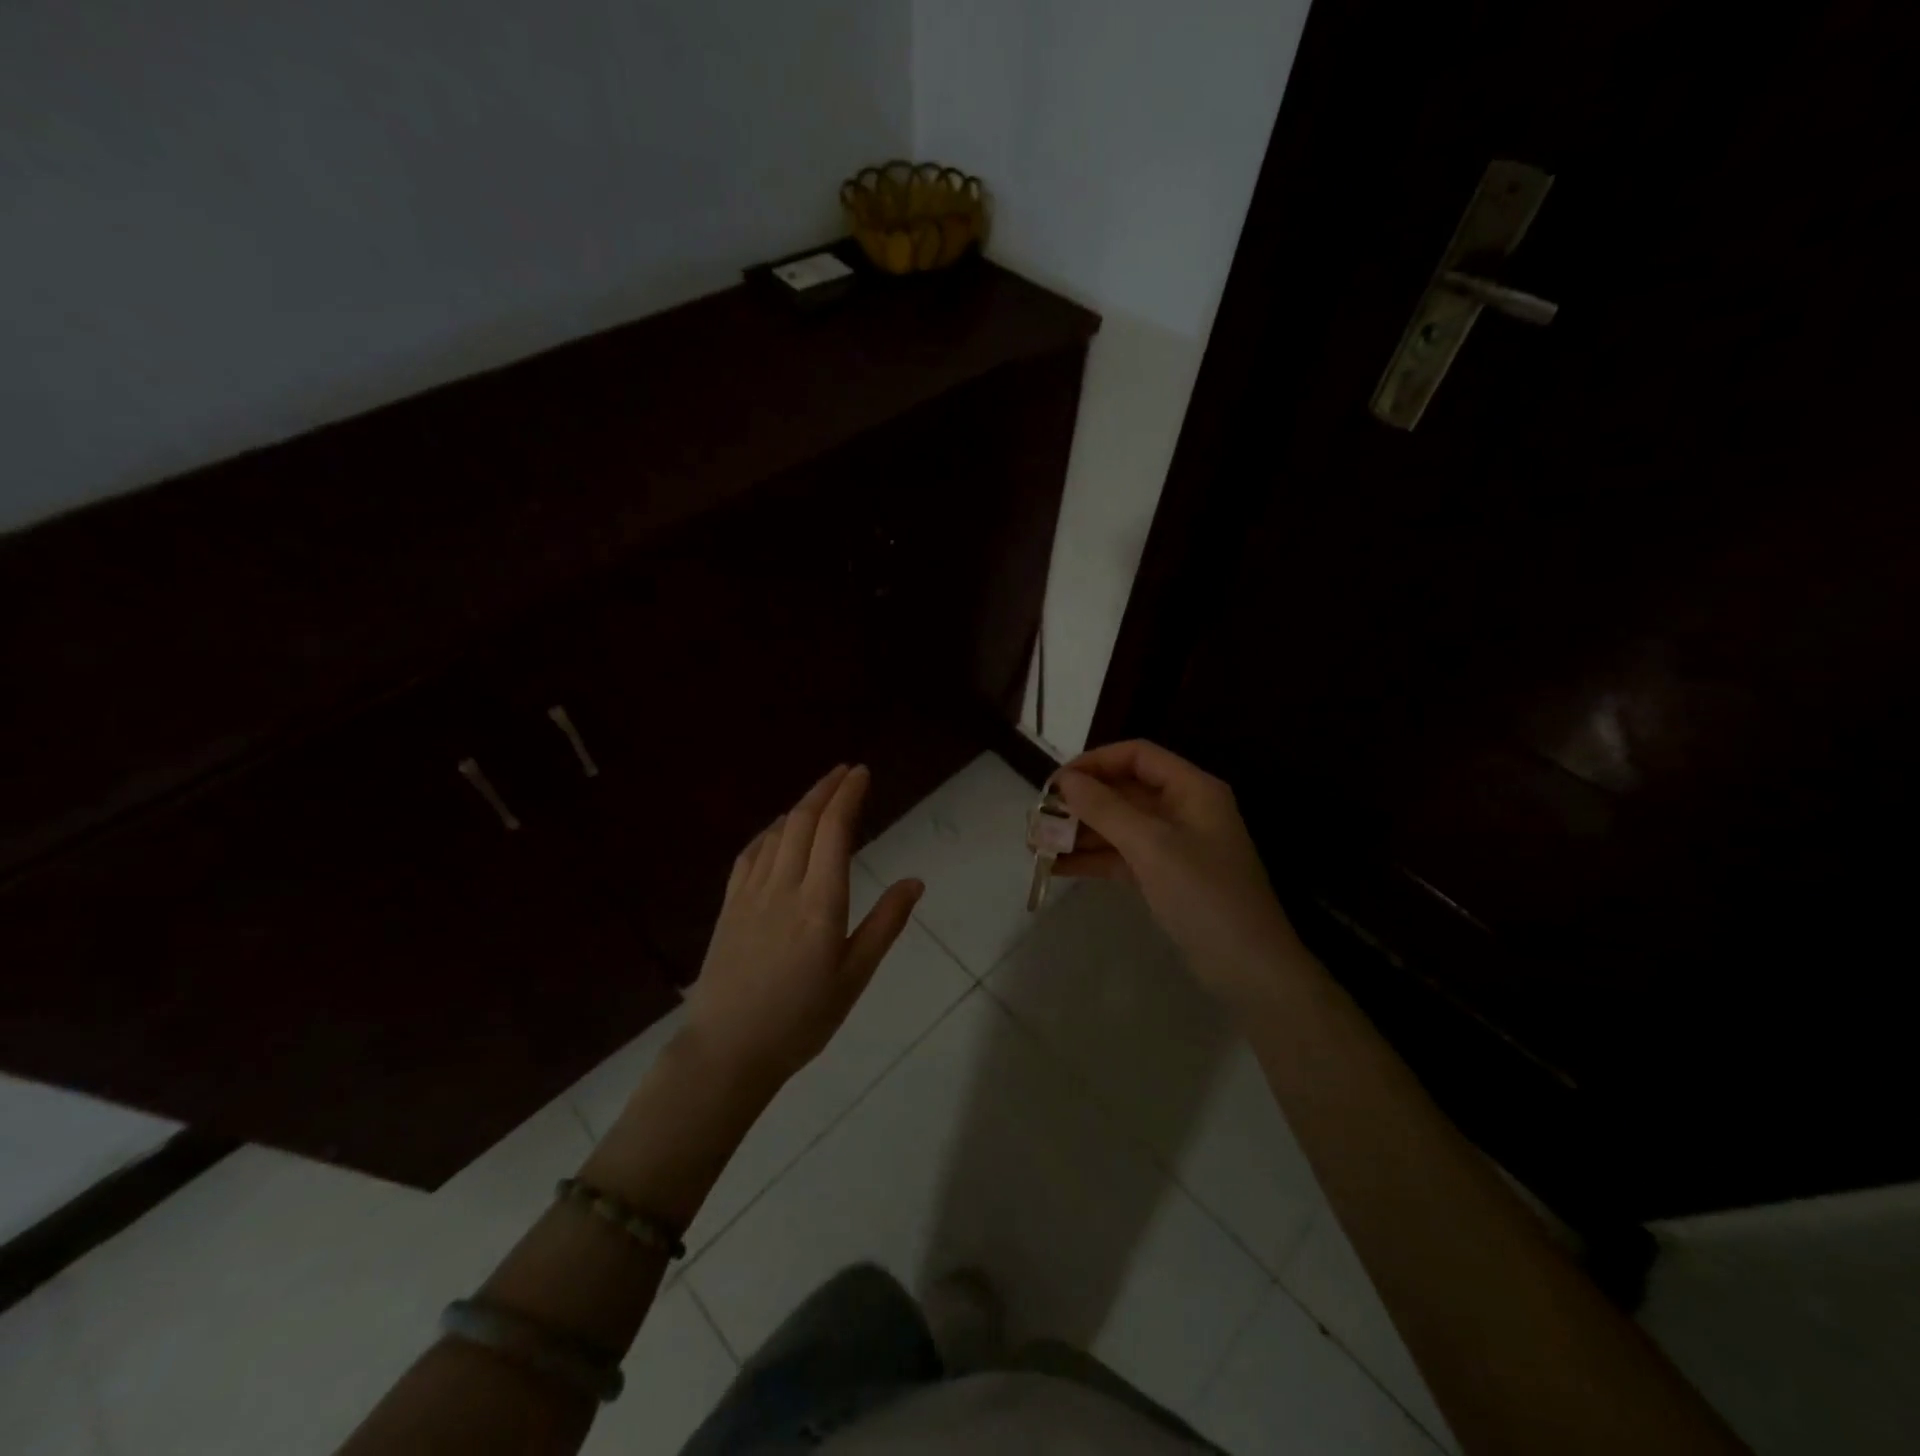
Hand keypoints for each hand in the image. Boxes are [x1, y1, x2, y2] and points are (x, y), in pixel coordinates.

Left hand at [682, 764, 921, 1088]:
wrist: (728, 1050)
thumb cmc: (801, 1020)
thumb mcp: (854, 977)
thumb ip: (885, 925)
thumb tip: (915, 881)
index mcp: (820, 902)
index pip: (834, 830)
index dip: (848, 795)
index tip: (861, 773)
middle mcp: (784, 886)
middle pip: (804, 821)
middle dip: (826, 789)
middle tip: (845, 772)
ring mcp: (751, 894)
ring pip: (777, 833)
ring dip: (800, 806)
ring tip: (820, 796)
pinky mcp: (729, 906)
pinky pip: (750, 854)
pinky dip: (769, 832)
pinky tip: (777, 832)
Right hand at [1052, 740, 1305, 1011]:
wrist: (1249, 968)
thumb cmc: (1205, 895)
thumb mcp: (1152, 846)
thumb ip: (1106, 809)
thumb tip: (1065, 781)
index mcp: (1191, 789)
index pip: (1137, 756)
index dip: (1095, 762)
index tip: (1056, 783)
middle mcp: (1182, 809)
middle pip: (1123, 791)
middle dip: (1080, 802)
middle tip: (1038, 817)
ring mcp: (1172, 845)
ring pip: (1117, 826)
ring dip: (1079, 833)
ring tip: (1036, 845)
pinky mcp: (1162, 876)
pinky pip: (1120, 856)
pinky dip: (1091, 859)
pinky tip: (1056, 867)